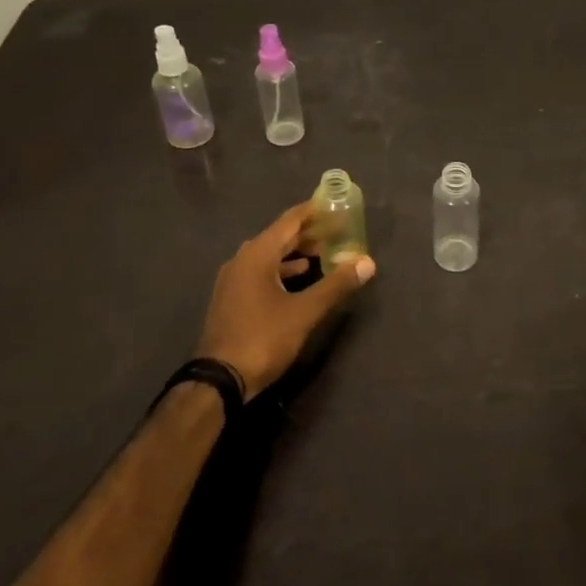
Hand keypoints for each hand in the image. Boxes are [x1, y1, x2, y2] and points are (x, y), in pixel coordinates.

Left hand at [197, 202, 375, 398]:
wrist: (218, 381)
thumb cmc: (263, 338)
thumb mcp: (305, 312)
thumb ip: (336, 285)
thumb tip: (367, 263)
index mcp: (257, 255)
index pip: (289, 221)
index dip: (314, 212)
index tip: (335, 205)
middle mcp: (242, 260)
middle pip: (279, 236)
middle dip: (308, 233)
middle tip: (337, 229)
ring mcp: (233, 280)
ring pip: (269, 256)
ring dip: (296, 252)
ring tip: (323, 252)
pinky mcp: (231, 299)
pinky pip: (261, 272)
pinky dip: (282, 269)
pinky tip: (299, 278)